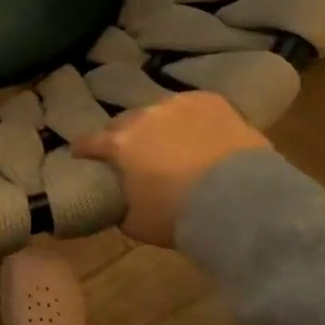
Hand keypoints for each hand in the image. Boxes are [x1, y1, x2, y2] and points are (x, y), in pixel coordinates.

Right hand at [71, 90, 268, 246]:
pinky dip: (191, 119)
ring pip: (158, 112)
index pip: (88, 142)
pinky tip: (200, 134)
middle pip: (123, 123)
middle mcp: (143, 116)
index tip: (81, 156)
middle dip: (123, 137)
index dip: (82, 150)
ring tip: (171, 143)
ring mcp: (177, 104)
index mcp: (119, 144)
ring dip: (158, 126)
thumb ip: (120, 207)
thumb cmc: (182, 217)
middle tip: (133, 155)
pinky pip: (191, 107)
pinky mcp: (210, 100)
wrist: (243, 202)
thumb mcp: (137, 224)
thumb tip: (118, 203)